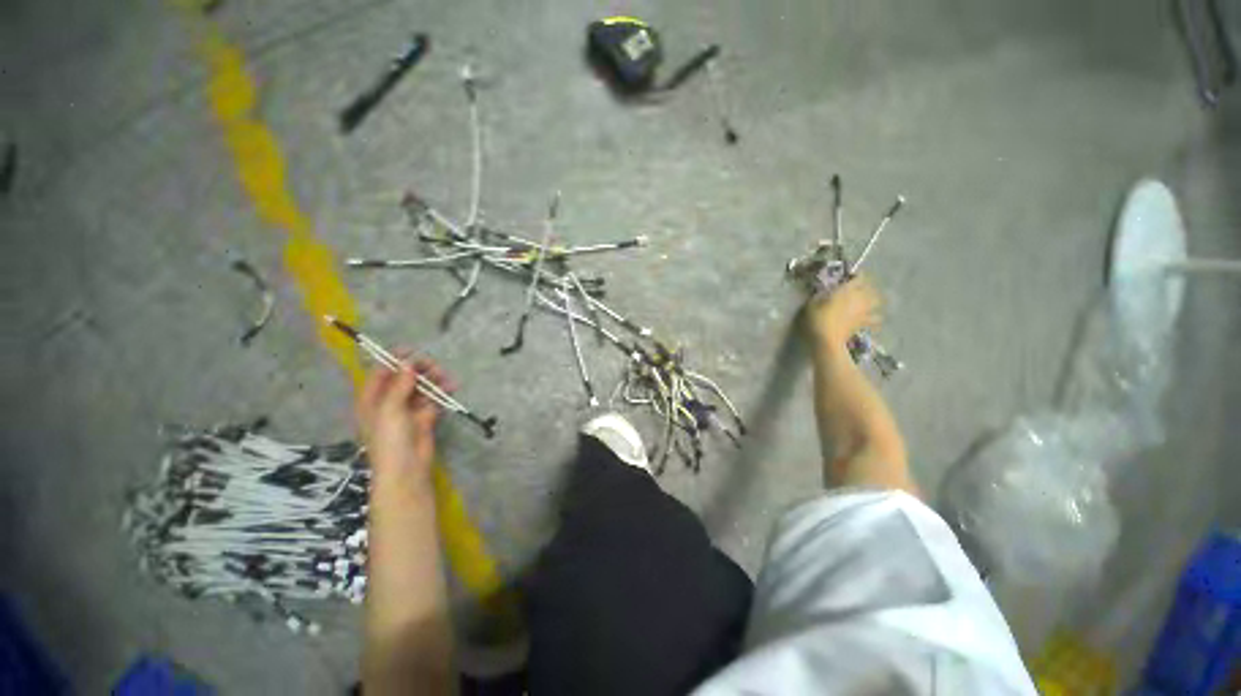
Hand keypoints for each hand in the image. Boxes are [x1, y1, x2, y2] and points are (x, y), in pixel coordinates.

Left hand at [357, 358, 454, 483]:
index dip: (394, 360)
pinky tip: (451, 387)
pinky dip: (441, 393)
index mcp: (371, 400)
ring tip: (445, 376)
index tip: (411, 349)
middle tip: (433, 365)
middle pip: (403, 380)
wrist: (406, 469)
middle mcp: (388, 403)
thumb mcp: (390, 410)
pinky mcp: (423, 418)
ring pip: (420, 389)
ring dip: (432, 381)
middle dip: (418, 370)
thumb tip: (408, 363)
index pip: (381, 374)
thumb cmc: (390, 439)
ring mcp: (407, 411)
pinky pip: (433, 400)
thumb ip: (400, 385)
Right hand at [806, 275, 881, 346]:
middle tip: (861, 287)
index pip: (859, 278)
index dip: (857, 275)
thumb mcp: (812, 303)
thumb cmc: (818, 319)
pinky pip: (876, 318)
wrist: (827, 339)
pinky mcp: (864, 323)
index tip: (852, 275)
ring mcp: (864, 311)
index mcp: (847, 290)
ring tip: (870, 300)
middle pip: (871, 288)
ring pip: (877, 301)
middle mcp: (859, 298)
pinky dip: (876, 317)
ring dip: (874, 299)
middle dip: (867, 286)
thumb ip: (821, 294)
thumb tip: (826, 290)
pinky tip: (873, 318)